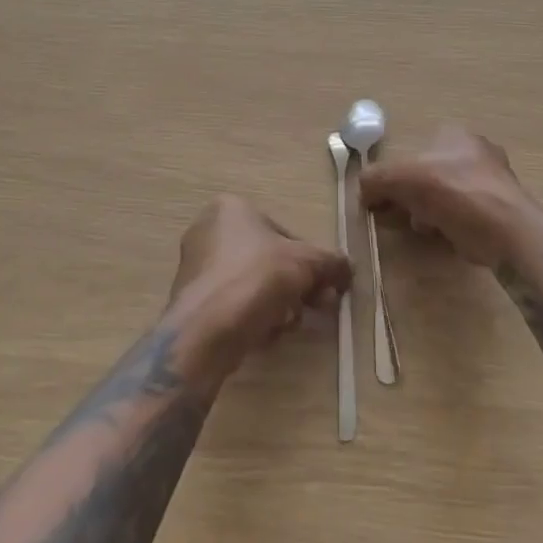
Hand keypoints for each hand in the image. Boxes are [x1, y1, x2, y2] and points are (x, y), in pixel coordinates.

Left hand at [169, 196, 351, 369]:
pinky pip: (234, 305)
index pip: (282, 233)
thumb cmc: (258, 277)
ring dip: (278, 303)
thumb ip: (331, 262)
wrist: (208, 328)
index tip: (325, 285)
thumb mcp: (308, 263)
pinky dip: (253, 317)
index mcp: (231, 208)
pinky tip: (265, 334)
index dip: (309, 261)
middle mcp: (208, 231)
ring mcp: (196, 267)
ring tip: (289, 323)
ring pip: (253, 284)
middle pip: (268, 260)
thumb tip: (349, 268)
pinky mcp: (192, 301)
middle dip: (296, 285)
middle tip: (317, 306)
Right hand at [359, 124, 542, 268]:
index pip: (415, 149)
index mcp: (455, 134)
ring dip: (429, 211)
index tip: (384, 198)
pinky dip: (451, 224)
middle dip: (412, 195)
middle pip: (429, 173)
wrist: (506, 231)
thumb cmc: (453, 192)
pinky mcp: (501, 209)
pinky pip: (464, 214)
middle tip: (402, 214)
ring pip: (445, 195)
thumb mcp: (400, 179)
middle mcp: (476, 150)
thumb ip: (375, 179)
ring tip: (425, 227)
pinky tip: (446, 236)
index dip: (396, 174)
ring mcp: (493, 180)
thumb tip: (363, 191)